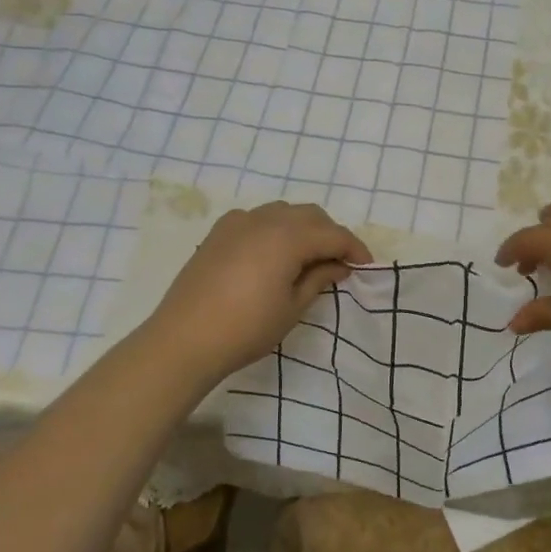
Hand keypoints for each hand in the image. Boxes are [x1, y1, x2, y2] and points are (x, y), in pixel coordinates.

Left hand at [142, 201, 372, 380]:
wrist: (184, 339)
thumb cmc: (246, 328)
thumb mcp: (292, 307)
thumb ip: (319, 279)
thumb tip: (339, 266)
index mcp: (289, 237)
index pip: (334, 234)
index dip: (354, 249)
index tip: (366, 267)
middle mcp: (265, 219)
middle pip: (311, 215)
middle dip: (330, 235)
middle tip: (339, 263)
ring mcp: (238, 222)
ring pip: (284, 212)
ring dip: (303, 228)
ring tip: (308, 257)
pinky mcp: (219, 232)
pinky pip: (257, 218)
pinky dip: (275, 228)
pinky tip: (273, 253)